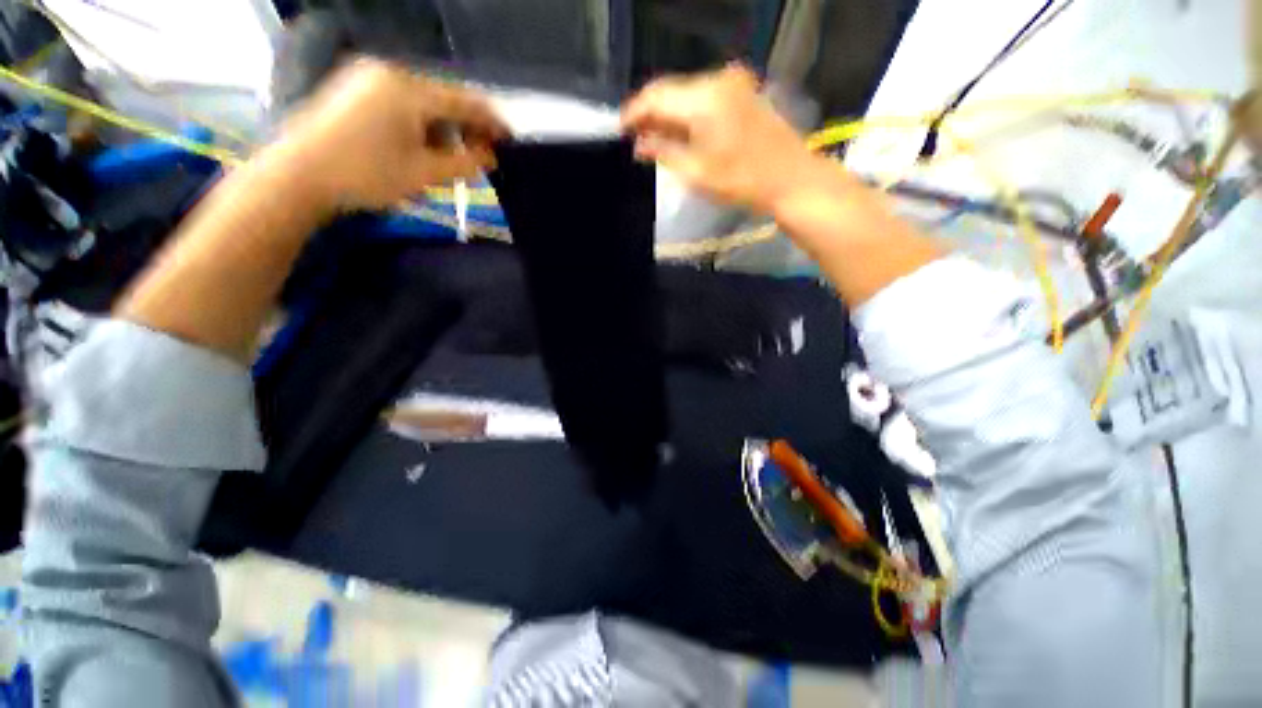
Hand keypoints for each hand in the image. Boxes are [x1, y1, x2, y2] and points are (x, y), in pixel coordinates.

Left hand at [265, 57, 507, 212]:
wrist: (298, 176)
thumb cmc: (366, 175)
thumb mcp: (424, 173)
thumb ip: (464, 163)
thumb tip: (490, 156)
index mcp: (408, 89)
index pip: (464, 101)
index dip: (491, 121)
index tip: (510, 140)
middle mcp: (389, 73)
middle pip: (442, 99)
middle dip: (465, 129)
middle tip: (478, 157)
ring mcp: (366, 77)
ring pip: (421, 101)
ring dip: (441, 129)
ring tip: (446, 159)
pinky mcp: (352, 88)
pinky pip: (399, 102)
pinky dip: (417, 124)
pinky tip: (418, 147)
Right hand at [621, 64, 824, 213]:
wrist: (791, 178)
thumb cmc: (742, 182)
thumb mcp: (697, 173)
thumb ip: (664, 152)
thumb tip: (639, 145)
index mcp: (703, 99)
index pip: (656, 96)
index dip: (633, 113)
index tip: (619, 130)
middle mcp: (716, 80)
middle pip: (670, 90)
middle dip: (649, 112)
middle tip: (634, 137)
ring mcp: (732, 83)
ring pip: (686, 92)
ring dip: (668, 112)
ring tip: (652, 137)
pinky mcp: (741, 91)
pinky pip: (703, 96)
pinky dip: (687, 112)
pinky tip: (678, 130)